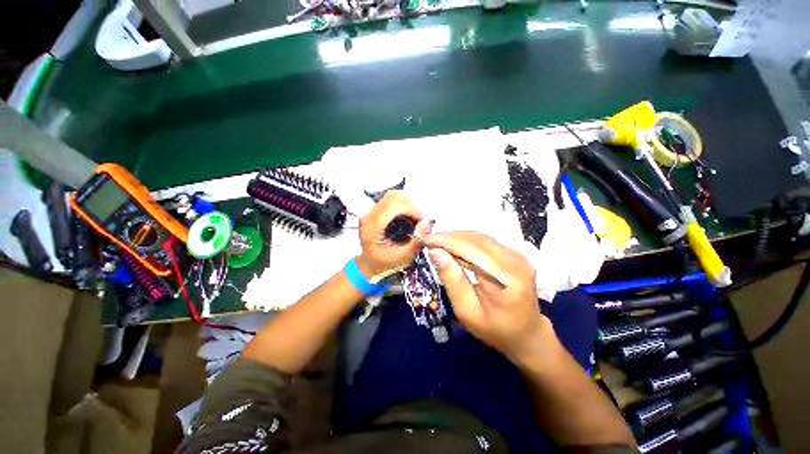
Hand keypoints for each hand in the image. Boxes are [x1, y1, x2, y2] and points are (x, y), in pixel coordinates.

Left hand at [357, 191, 432, 279]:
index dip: (412, 210)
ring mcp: (371, 212)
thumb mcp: (403, 257)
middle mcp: (369, 215)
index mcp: (373, 227)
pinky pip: (391, 200)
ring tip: (414, 218)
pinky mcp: (375, 211)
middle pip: (393, 196)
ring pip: (393, 196)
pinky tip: (408, 217)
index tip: (421, 222)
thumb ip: (416, 240)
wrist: (369, 266)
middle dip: (411, 206)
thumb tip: (428, 222)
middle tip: (419, 220)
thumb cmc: (385, 264)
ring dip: (408, 204)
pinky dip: (404, 205)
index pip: (393, 205)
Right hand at [426, 231, 553, 362]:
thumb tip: (436, 252)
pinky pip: (485, 241)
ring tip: (438, 243)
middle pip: (477, 239)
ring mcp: (518, 255)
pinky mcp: (514, 254)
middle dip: (450, 237)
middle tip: (429, 241)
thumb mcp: (467, 311)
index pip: (472, 249)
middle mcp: (516, 260)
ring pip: (480, 237)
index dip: (447, 241)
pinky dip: (466, 241)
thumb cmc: (495, 329)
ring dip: (457, 237)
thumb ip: (453, 280)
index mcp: (508, 277)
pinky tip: (454, 247)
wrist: (527, 334)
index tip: (425, 239)